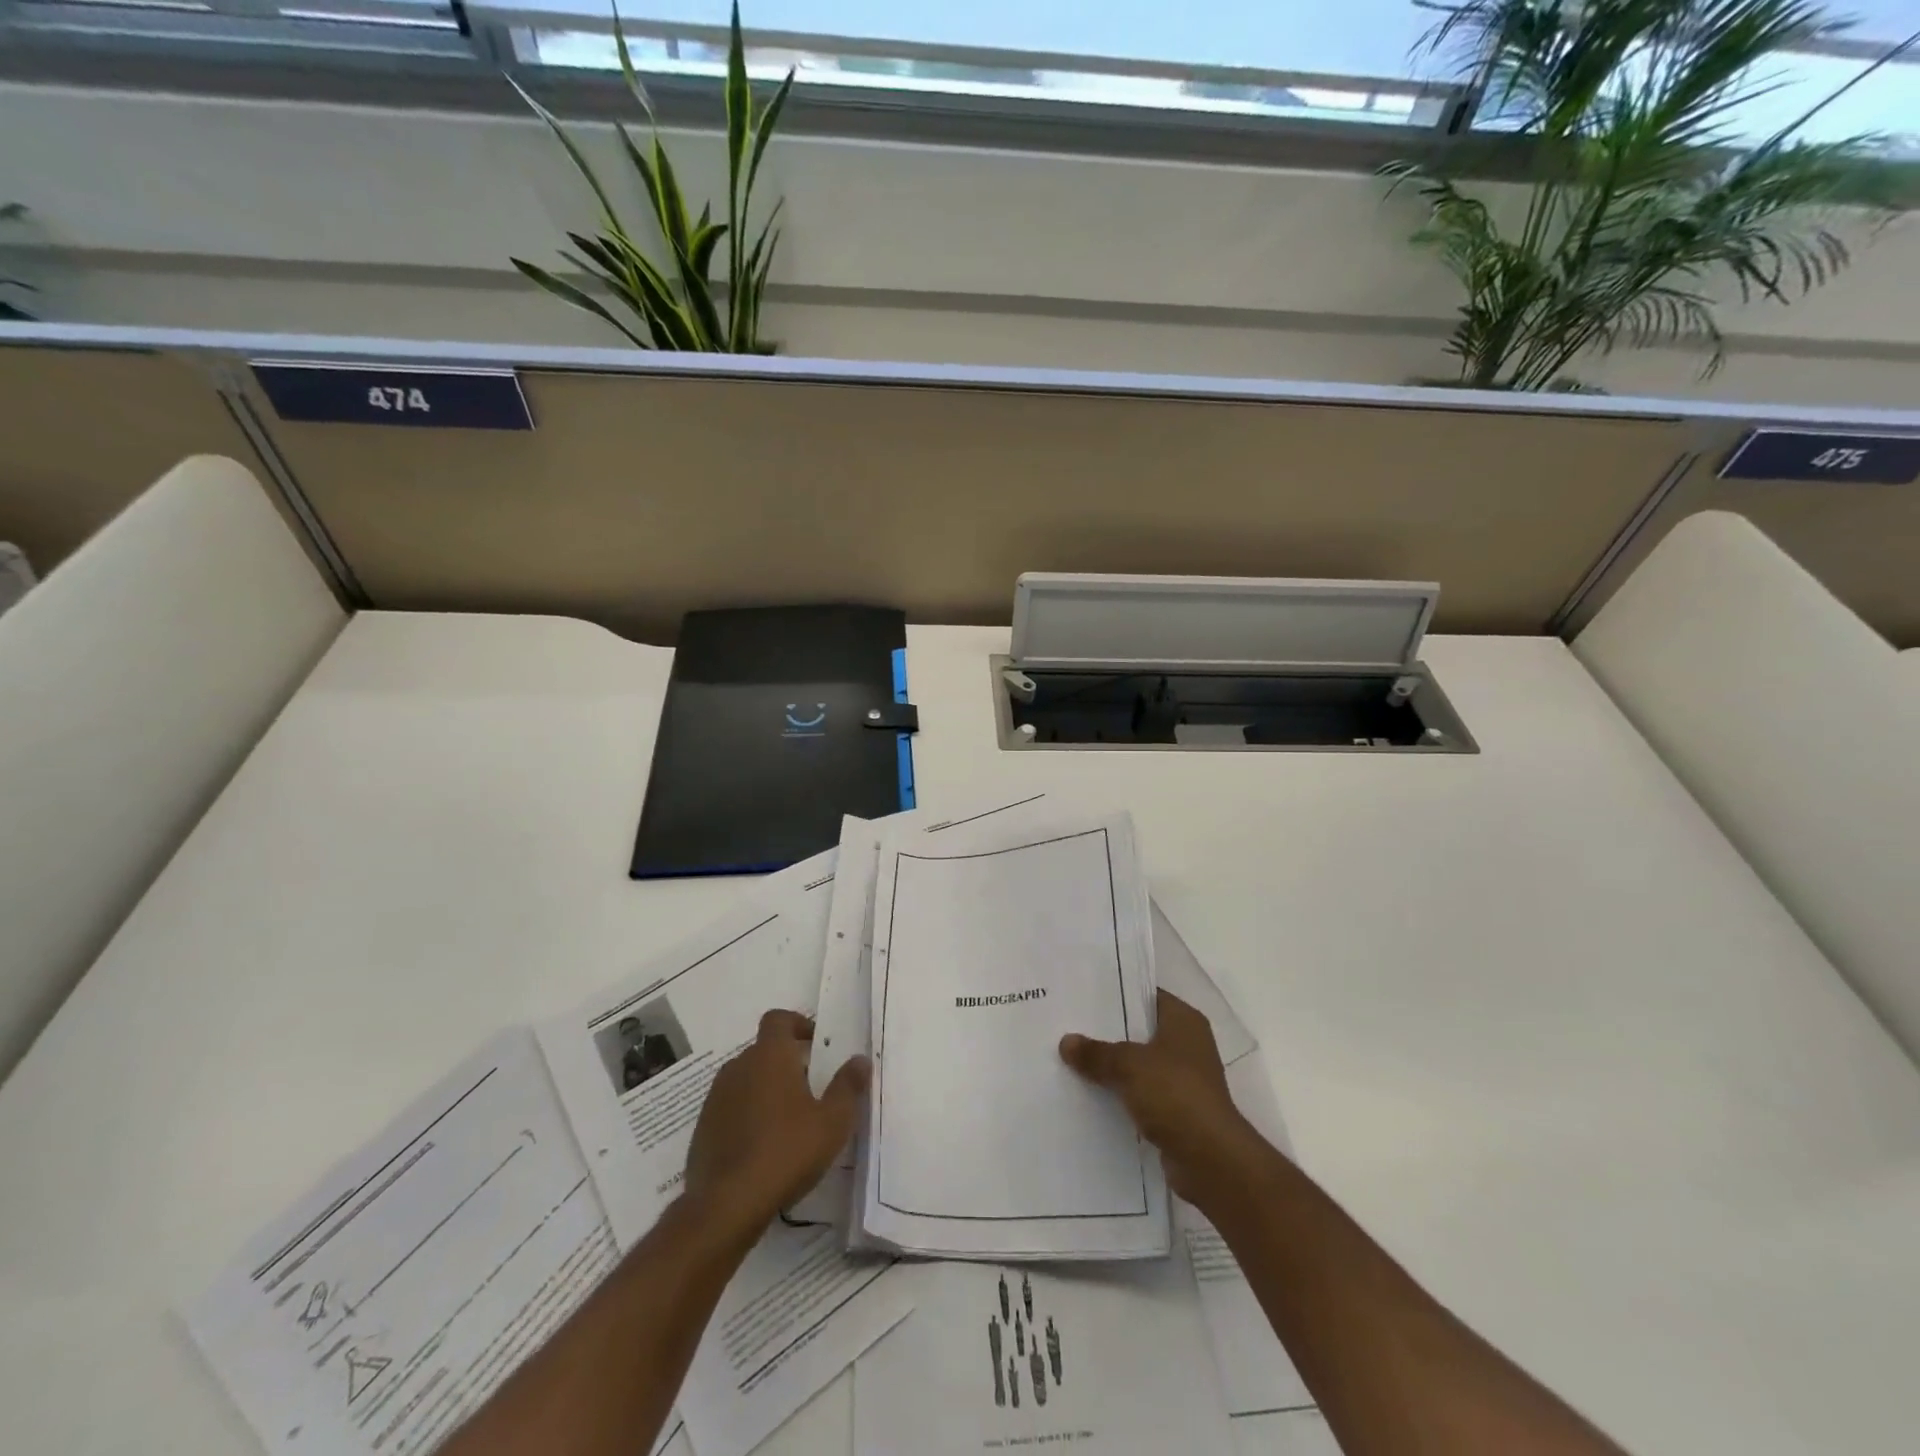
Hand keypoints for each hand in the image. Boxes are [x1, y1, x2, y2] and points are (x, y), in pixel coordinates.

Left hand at [683, 1009, 869, 1235]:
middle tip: (810, 1085)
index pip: (778, 1019)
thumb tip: (860, 1060)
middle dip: (786, 1061)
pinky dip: (747, 1114)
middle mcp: (739, 1067)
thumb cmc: (786, 1151)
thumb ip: (848, 1086)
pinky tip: (763, 1145)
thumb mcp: (832, 1121)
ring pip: (746, 1079)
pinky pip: (730, 1107)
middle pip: (763, 1050)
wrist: (726, 1205)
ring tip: (788, 1118)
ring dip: (765, 1088)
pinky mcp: (703, 1128)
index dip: (797, 1024)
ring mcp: (716, 1098)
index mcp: (769, 1056)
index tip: (815, 1042)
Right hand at [1060, 990, 1261, 1209]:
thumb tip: (1066, 1041)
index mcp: (1184, 1021)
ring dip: (1113, 1067)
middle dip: (1109, 1032)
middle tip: (1069, 1024)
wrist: (1210, 1160)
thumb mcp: (1128, 1065)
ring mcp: (1184, 1079)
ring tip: (1072, 1058)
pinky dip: (1121, 1095)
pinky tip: (1090, 1094)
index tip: (1084, 994)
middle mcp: (1188, 1045)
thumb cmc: (1174, 1094)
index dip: (1117, 993)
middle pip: (1141, 1030)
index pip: (1146, 995)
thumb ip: (1096, 1052)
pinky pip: (1141, 1094)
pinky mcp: (1177, 1111)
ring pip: (1139, 1064)